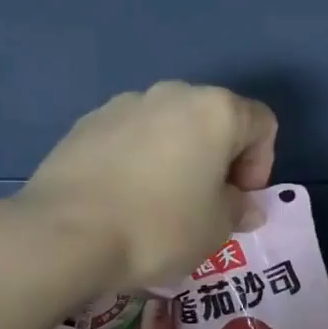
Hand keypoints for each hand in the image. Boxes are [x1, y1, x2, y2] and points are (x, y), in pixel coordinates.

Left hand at [19, 82, 277, 288]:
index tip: (238, 201)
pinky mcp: (87, 123)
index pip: (261, 125)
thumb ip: (238, 209)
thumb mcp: (215, 229)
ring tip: (159, 204)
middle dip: (218, 160)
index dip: (260, 166)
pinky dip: (139, 161)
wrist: (66, 233)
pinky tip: (123, 199)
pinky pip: (131, 138)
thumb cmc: (159, 228)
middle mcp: (172, 94)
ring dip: (177, 158)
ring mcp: (124, 104)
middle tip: (205, 204)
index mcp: (215, 111)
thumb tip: (244, 205)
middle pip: (213, 120)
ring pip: (169, 127)